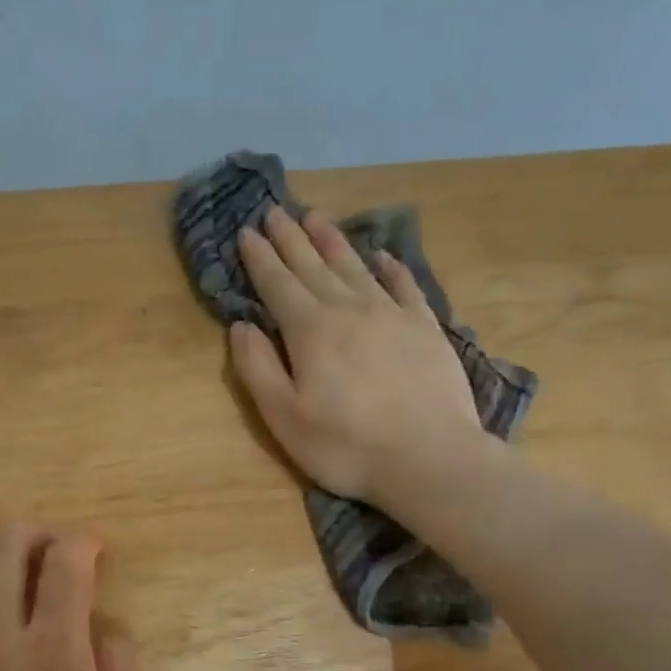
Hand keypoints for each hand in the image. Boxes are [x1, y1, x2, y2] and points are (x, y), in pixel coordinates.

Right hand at [229, 206, 495, 517]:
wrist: (429, 458)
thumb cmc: (346, 446)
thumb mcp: (284, 417)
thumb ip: (257, 368)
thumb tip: (241, 325)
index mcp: (310, 330)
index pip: (278, 284)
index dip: (259, 258)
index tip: (247, 232)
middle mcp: (349, 309)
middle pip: (313, 265)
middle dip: (291, 238)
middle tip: (276, 211)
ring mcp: (392, 314)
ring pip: (356, 267)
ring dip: (333, 241)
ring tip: (317, 216)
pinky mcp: (426, 327)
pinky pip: (404, 285)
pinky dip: (390, 267)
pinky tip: (382, 257)